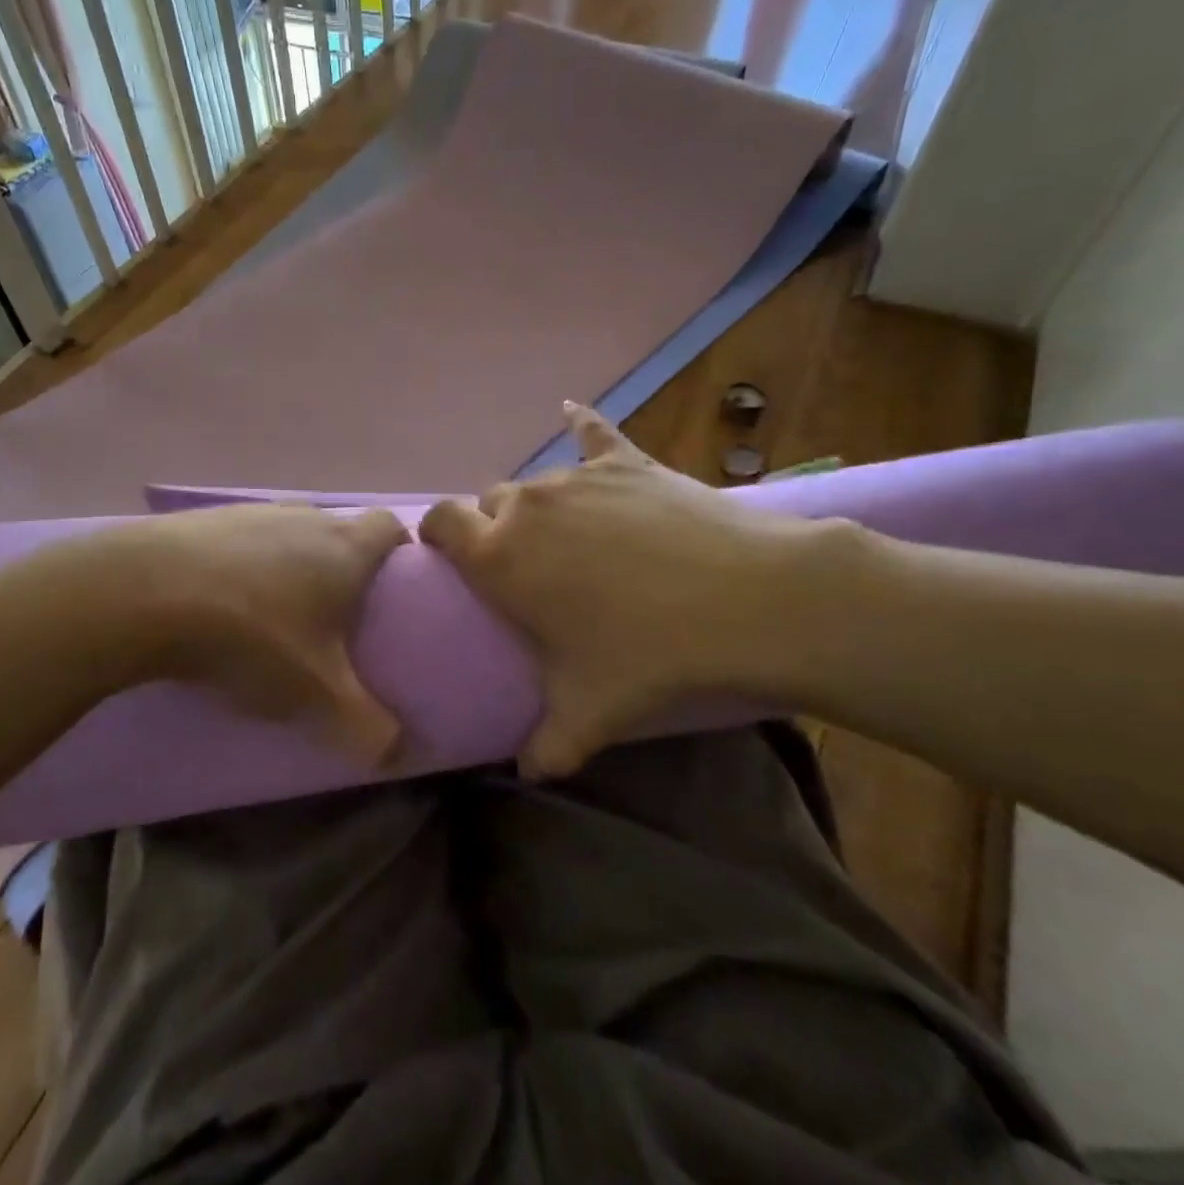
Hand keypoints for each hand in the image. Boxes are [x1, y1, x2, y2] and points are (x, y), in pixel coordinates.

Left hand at [83, 504, 411, 765]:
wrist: (142, 595)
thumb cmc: (252, 636)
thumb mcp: (316, 694)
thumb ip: (367, 728)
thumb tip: (399, 754)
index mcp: (344, 547)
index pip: (391, 527)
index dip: (399, 552)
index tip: (393, 589)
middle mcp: (302, 517)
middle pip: (337, 531)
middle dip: (341, 569)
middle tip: (334, 619)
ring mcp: (248, 512)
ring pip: (285, 535)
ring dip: (287, 567)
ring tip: (272, 616)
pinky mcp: (199, 520)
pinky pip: (237, 542)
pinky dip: (239, 567)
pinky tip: (218, 605)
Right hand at [420, 404, 835, 777]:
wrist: (745, 600)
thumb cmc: (647, 654)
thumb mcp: (588, 712)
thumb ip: (545, 747)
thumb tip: (529, 773)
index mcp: (499, 556)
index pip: (440, 523)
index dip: (438, 535)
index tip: (450, 557)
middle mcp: (527, 505)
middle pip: (490, 502)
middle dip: (496, 527)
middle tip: (527, 566)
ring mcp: (577, 477)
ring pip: (537, 482)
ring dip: (540, 505)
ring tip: (572, 535)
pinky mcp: (626, 460)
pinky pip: (591, 430)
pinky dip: (580, 425)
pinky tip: (570, 411)